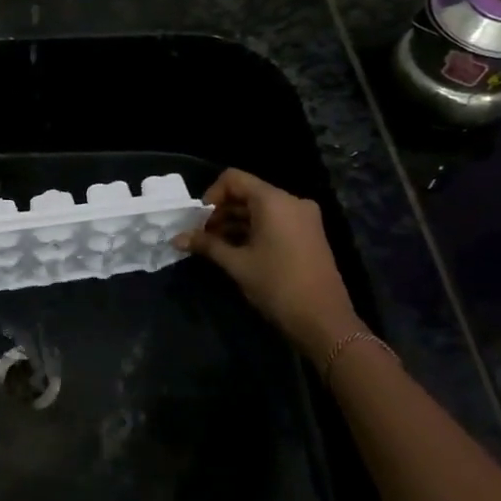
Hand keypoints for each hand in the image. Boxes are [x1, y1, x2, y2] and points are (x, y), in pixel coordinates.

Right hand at [175, 169, 360, 351]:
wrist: (323, 321)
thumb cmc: (277, 286)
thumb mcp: (237, 264)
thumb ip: (207, 245)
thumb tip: (177, 238)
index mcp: (274, 201)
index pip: (234, 179)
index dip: (211, 195)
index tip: (199, 221)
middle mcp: (291, 202)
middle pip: (247, 193)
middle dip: (221, 212)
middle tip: (202, 236)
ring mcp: (303, 218)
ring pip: (261, 209)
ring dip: (236, 222)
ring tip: (215, 246)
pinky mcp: (308, 234)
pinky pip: (275, 221)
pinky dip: (254, 230)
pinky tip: (237, 250)